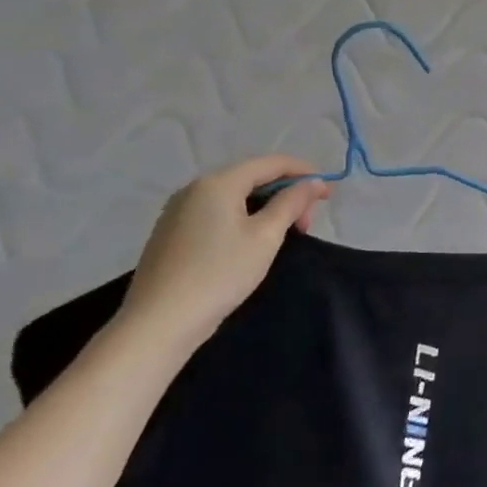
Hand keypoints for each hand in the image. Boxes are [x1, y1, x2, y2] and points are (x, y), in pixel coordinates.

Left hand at [118, 156, 327, 351]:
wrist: (158, 322)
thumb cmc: (219, 273)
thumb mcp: (266, 236)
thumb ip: (292, 203)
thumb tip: (314, 182)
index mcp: (218, 183)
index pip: (271, 163)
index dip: (304, 172)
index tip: (328, 193)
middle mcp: (195, 189)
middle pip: (252, 177)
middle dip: (286, 193)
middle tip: (306, 223)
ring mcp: (179, 211)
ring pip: (235, 196)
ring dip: (266, 207)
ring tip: (284, 233)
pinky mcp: (172, 233)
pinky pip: (218, 212)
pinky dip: (244, 218)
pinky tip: (252, 241)